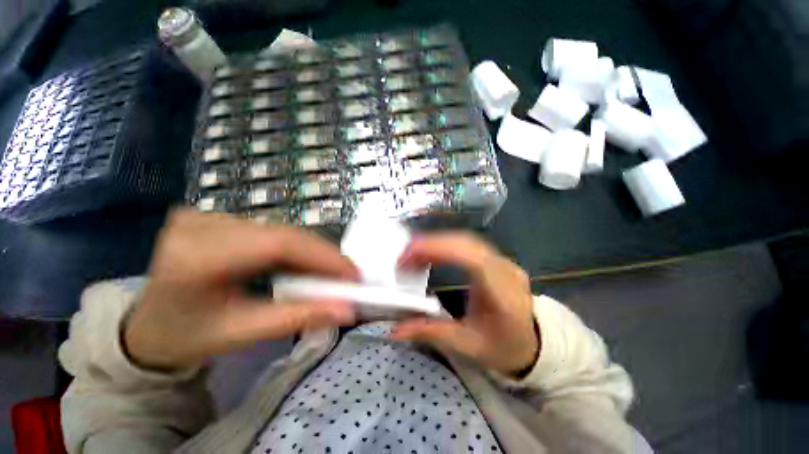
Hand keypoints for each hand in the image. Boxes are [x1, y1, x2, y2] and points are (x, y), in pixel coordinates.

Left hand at [123, 209, 358, 369]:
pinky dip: (296, 248)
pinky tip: (306, 263)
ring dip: (312, 252)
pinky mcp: (219, 218)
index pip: (279, 244)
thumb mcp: (241, 333)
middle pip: (285, 234)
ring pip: (282, 230)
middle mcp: (203, 226)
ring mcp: (210, 217)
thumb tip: (346, 310)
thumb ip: (298, 318)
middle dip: (324, 255)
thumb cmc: (186, 335)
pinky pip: (272, 231)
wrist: (144, 323)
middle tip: (348, 275)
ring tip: (331, 273)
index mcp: (197, 257)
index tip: (353, 274)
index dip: (324, 256)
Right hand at [391, 233, 538, 376]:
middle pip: (467, 243)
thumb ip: (431, 333)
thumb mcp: (466, 345)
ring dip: (438, 242)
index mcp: (503, 294)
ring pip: (467, 240)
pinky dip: (446, 245)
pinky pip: (469, 244)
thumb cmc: (501, 347)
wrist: (530, 343)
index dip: (440, 250)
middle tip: (404, 255)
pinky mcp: (496, 259)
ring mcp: (503, 261)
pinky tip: (432, 252)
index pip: (473, 259)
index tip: (409, 255)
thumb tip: (395, 330)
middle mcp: (506, 270)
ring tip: (413, 253)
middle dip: (432, 244)